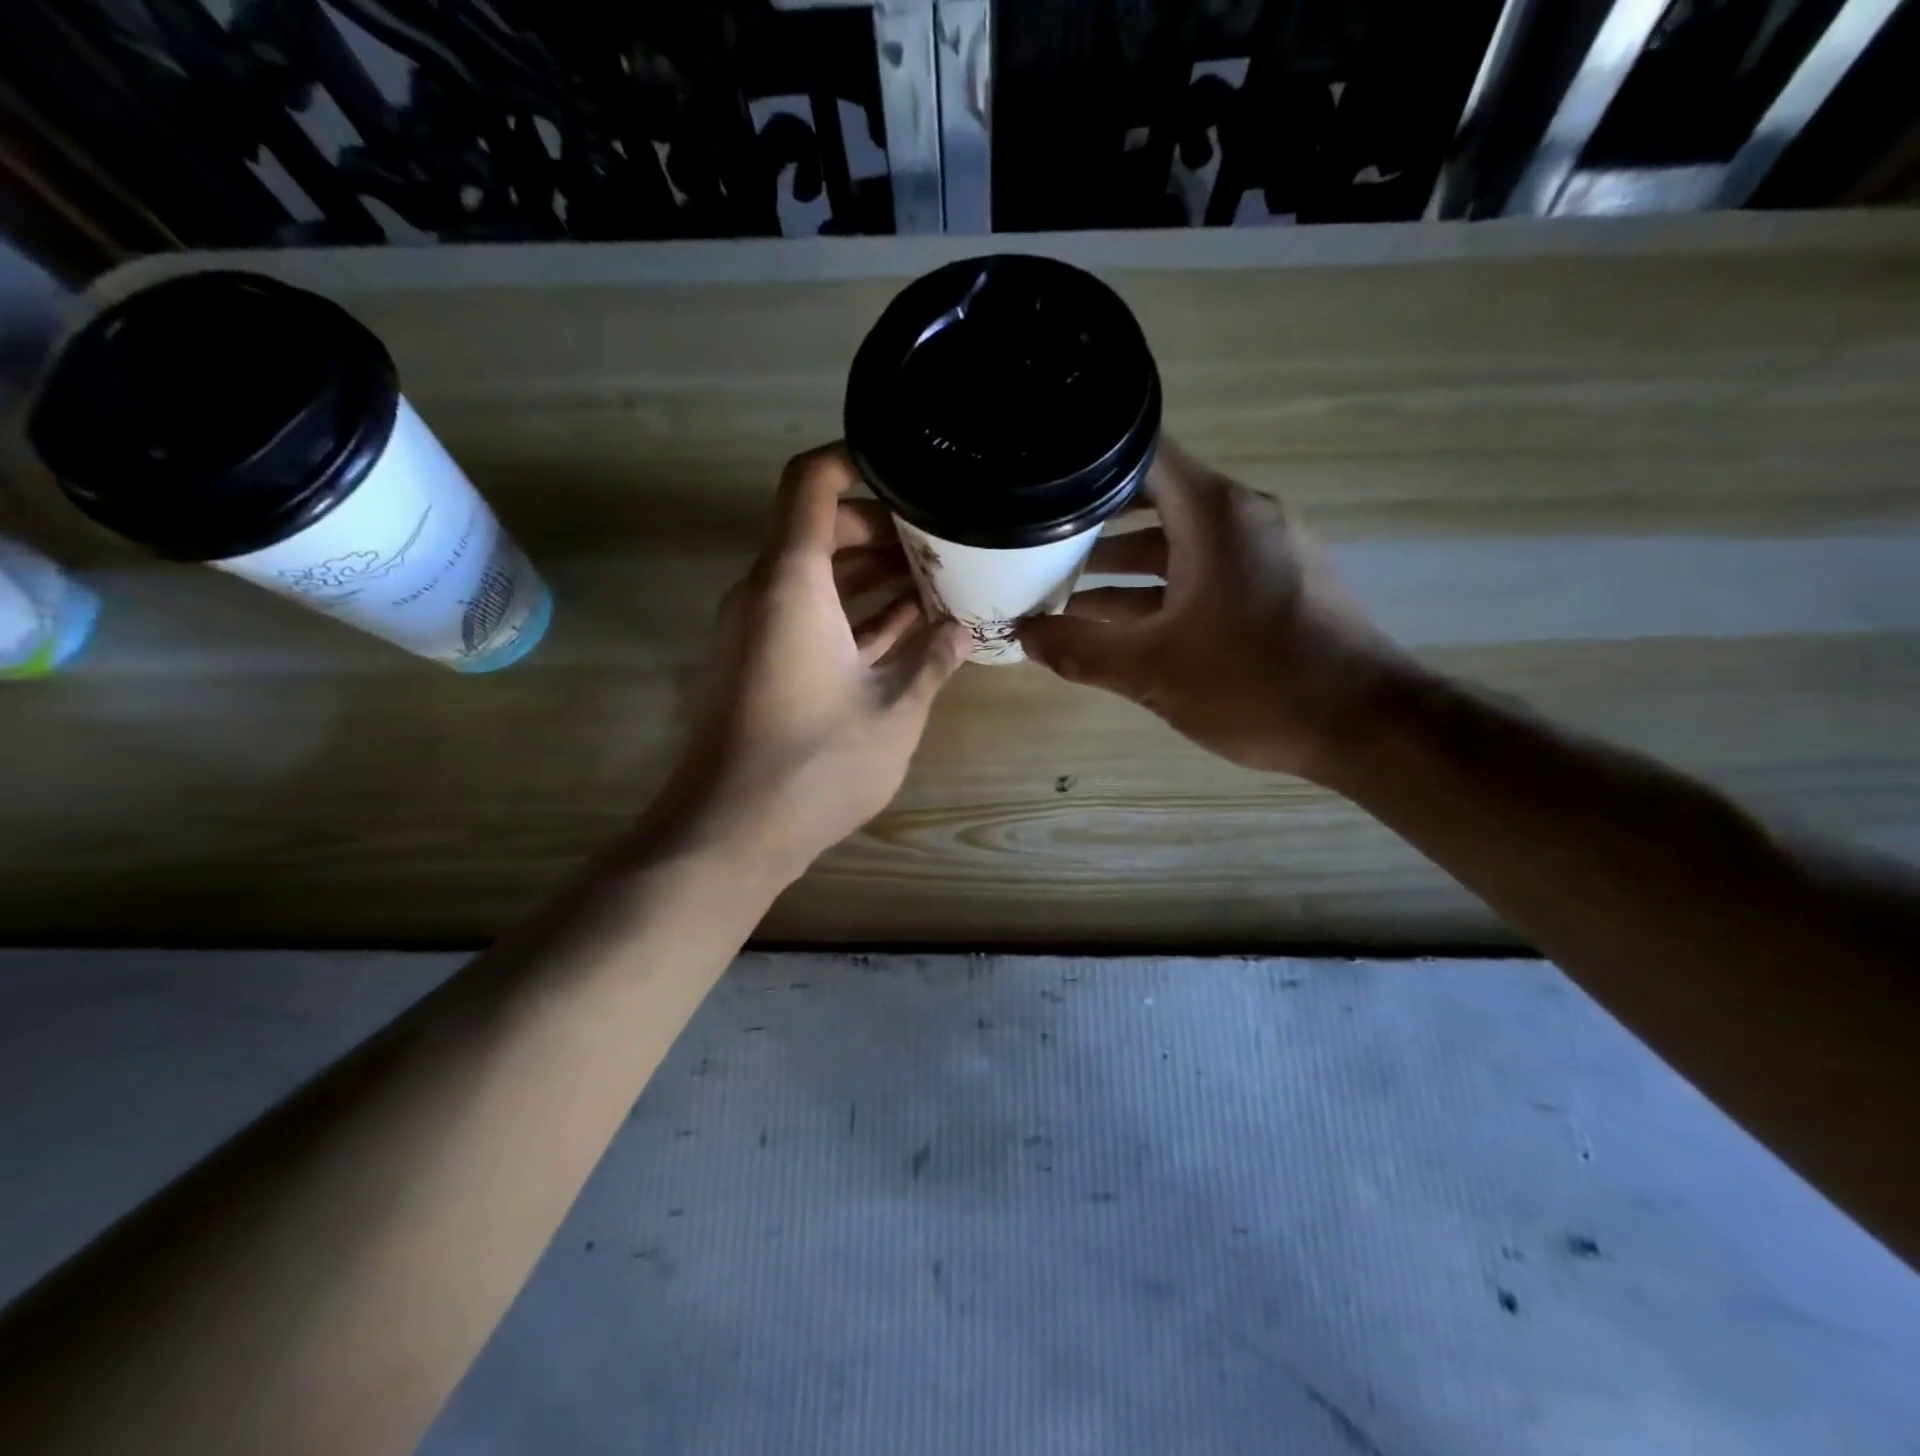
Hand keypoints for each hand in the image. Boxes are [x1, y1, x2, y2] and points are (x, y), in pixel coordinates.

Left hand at [649, 444, 968, 880]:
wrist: (728, 832)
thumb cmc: (814, 765)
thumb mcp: (893, 711)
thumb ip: (932, 660)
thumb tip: (963, 629)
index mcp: (792, 582)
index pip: (812, 483)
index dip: (856, 461)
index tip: (910, 470)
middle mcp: (765, 592)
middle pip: (821, 530)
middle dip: (884, 530)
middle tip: (945, 542)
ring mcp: (757, 629)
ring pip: (818, 577)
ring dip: (873, 576)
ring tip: (939, 581)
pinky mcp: (759, 663)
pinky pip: (809, 616)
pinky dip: (852, 614)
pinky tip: (905, 628)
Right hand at [1017, 441, 1414, 781]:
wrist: (1366, 726)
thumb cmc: (1256, 685)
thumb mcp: (1152, 671)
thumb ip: (1080, 650)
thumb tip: (1022, 635)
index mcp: (1216, 515)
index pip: (1143, 455)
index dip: (1087, 465)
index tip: (1042, 485)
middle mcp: (1244, 516)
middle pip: (1155, 499)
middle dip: (1095, 523)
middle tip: (1038, 544)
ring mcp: (1265, 550)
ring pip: (1179, 541)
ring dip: (1125, 564)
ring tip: (1064, 588)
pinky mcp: (1277, 583)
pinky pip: (1206, 570)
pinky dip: (1162, 587)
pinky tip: (1120, 622)